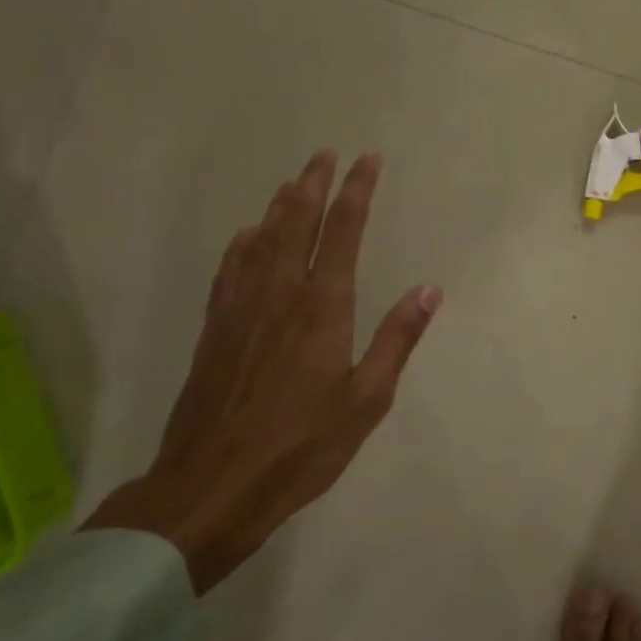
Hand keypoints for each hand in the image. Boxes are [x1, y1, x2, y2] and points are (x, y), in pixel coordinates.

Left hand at [85, 150, 441, 593]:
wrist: (212, 486)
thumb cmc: (302, 446)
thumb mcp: (367, 400)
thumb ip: (397, 339)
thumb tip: (428, 289)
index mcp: (322, 308)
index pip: (342, 232)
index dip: (356, 192)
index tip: (367, 161)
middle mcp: (280, 294)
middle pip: (296, 222)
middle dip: (314, 184)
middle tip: (325, 154)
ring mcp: (241, 309)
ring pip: (261, 239)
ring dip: (280, 205)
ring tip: (294, 181)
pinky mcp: (215, 330)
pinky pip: (230, 270)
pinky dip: (242, 243)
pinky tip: (247, 236)